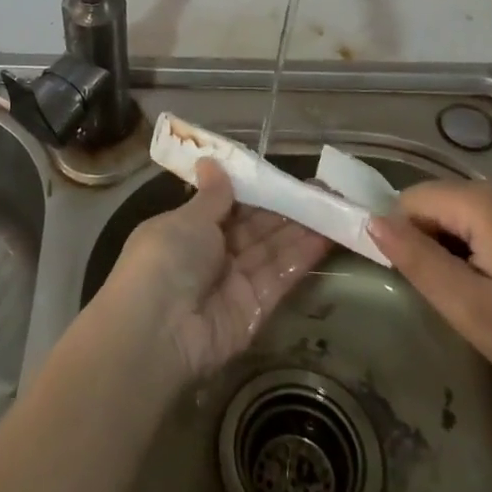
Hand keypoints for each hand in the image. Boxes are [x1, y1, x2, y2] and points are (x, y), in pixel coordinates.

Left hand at [107, 162, 330, 381]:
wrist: (157, 330)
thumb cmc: (165, 258)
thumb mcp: (187, 219)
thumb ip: (211, 195)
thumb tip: (210, 160)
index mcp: (189, 229)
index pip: (228, 206)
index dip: (257, 191)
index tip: (285, 176)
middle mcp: (212, 255)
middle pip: (255, 228)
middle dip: (286, 208)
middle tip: (322, 189)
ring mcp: (235, 283)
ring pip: (272, 250)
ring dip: (301, 228)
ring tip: (334, 205)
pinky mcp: (255, 309)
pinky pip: (280, 276)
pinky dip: (302, 256)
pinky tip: (327, 234)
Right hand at [367, 178, 491, 415]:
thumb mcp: (468, 306)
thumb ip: (416, 259)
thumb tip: (371, 221)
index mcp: (484, 200)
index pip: (412, 200)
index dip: (406, 239)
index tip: (424, 283)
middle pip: (437, 203)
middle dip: (432, 245)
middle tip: (456, 297)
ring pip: (459, 213)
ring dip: (455, 250)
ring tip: (481, 297)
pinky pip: (486, 220)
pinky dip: (479, 248)